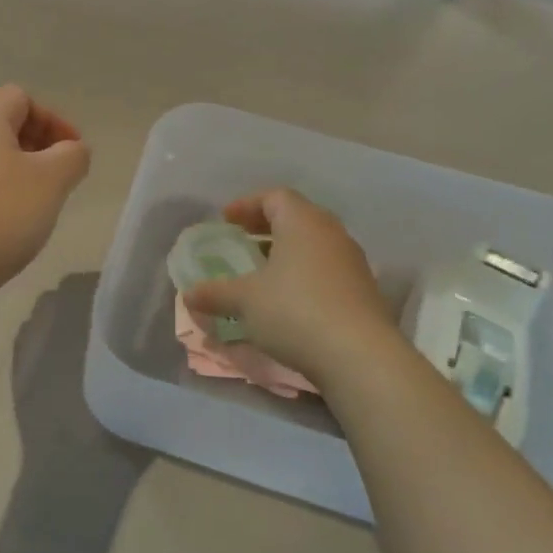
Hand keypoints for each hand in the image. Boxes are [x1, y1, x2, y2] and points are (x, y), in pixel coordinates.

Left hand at [0, 86, 90, 297]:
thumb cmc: (1, 213)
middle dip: (36, 147)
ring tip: (35, 206)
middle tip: (58, 179)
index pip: (21, 98)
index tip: (72, 153)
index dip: (53, 120)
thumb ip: (72, 156)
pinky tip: (4, 227)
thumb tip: (72, 151)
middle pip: (1, 126)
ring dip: (15, 173)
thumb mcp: (53, 180)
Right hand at [184, 189, 402, 383]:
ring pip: (314, 245)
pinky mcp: (363, 291)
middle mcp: (331, 234)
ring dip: (287, 253)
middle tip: (242, 240)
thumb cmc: (294, 311)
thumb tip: (190, 293)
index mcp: (303, 222)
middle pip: (297, 217)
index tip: (226, 220)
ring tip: (262, 272)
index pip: (275, 196)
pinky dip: (304, 275)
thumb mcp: (245, 301)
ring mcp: (352, 262)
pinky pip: (326, 270)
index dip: (247, 204)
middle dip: (266, 227)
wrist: (359, 356)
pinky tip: (288, 300)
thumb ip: (215, 293)